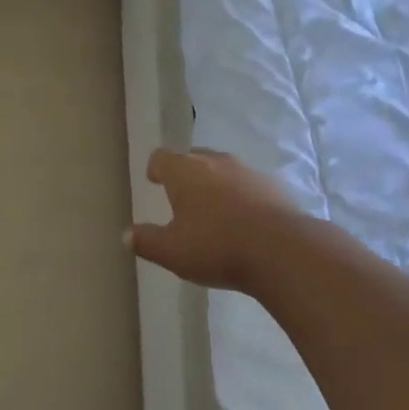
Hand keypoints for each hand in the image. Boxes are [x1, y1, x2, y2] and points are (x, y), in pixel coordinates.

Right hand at [128, 148, 304, 292]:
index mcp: (184, 171)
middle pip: (193, 158)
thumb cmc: (216, 246)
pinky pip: (249, 185)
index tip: (154, 180)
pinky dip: (243, 196)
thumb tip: (126, 235)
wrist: (282, 250)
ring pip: (223, 169)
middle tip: (183, 195)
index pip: (161, 157)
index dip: (156, 168)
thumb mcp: (173, 252)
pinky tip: (246, 219)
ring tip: (215, 208)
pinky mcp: (274, 186)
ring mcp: (247, 171)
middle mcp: (214, 162)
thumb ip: (147, 241)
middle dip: (186, 173)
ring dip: (216, 183)